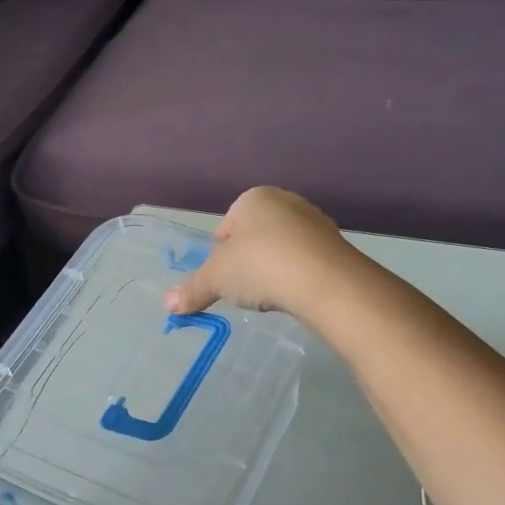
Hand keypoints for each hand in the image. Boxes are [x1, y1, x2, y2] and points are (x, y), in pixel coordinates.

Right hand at [166, 187, 358, 319]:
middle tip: (244, 290)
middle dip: (247, 263)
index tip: (221, 280)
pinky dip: (296, 279)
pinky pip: (305, 263)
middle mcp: (287, 202)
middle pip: (255, 238)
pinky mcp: (335, 247)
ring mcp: (315, 223)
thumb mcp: (216, 279)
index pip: (226, 227)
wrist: (325, 281)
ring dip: (272, 271)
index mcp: (254, 198)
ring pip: (281, 250)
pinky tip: (293, 296)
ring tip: (270, 296)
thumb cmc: (260, 265)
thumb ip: (192, 290)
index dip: (219, 256)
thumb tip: (168, 306)